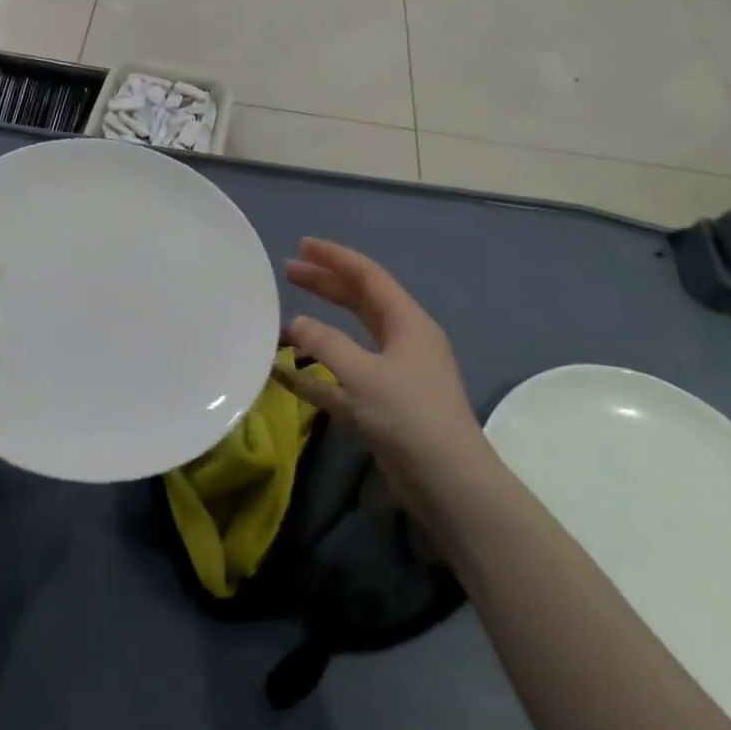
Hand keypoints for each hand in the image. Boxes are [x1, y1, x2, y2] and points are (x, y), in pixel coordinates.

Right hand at [271, 238, 493, 526]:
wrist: (450, 484)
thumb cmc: (410, 416)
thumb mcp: (363, 374)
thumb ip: (324, 343)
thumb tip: (294, 324)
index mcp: (407, 322)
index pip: (367, 276)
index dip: (334, 257)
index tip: (302, 245)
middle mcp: (402, 341)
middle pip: (358, 302)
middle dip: (324, 285)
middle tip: (288, 272)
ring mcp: (392, 374)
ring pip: (348, 339)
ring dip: (317, 329)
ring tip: (282, 319)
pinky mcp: (381, 406)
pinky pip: (341, 379)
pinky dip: (314, 375)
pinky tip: (281, 374)